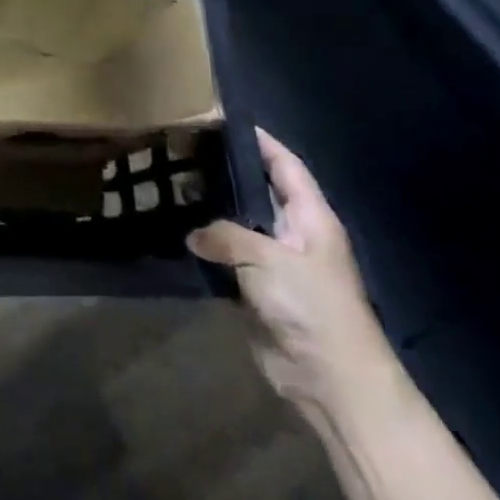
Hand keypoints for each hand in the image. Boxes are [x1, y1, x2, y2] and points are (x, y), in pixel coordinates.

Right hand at [188, 129, 398, 426]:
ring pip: (236, 226)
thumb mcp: (268, 259)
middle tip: (181, 152)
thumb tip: (194, 234)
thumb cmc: (311, 306)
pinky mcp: (256, 291)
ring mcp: (274, 264)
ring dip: (209, 213)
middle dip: (225, 173)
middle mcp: (293, 234)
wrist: (330, 379)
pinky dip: (204, 249)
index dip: (260, 141)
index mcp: (310, 218)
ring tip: (169, 188)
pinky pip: (226, 260)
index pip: (285, 165)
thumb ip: (225, 236)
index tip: (223, 120)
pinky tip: (174, 235)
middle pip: (257, 192)